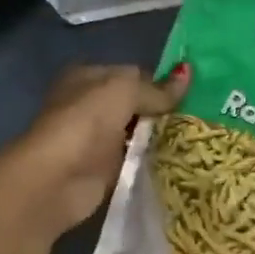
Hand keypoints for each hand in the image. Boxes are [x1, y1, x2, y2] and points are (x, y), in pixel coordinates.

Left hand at [0, 63, 190, 253]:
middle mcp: (90, 106)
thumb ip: (156, 88)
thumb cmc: (85, 124)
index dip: (161, 83)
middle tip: (200, 119)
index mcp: (88, 77)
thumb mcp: (123, 92)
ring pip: (137, 134)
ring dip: (160, 138)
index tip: (193, 96)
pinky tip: (178, 161)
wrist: (54, 180)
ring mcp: (96, 140)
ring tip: (196, 140)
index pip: (133, 75)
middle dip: (163, 112)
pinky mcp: (103, 170)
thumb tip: (188, 73)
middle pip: (136, 105)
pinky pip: (135, 160)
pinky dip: (151, 161)